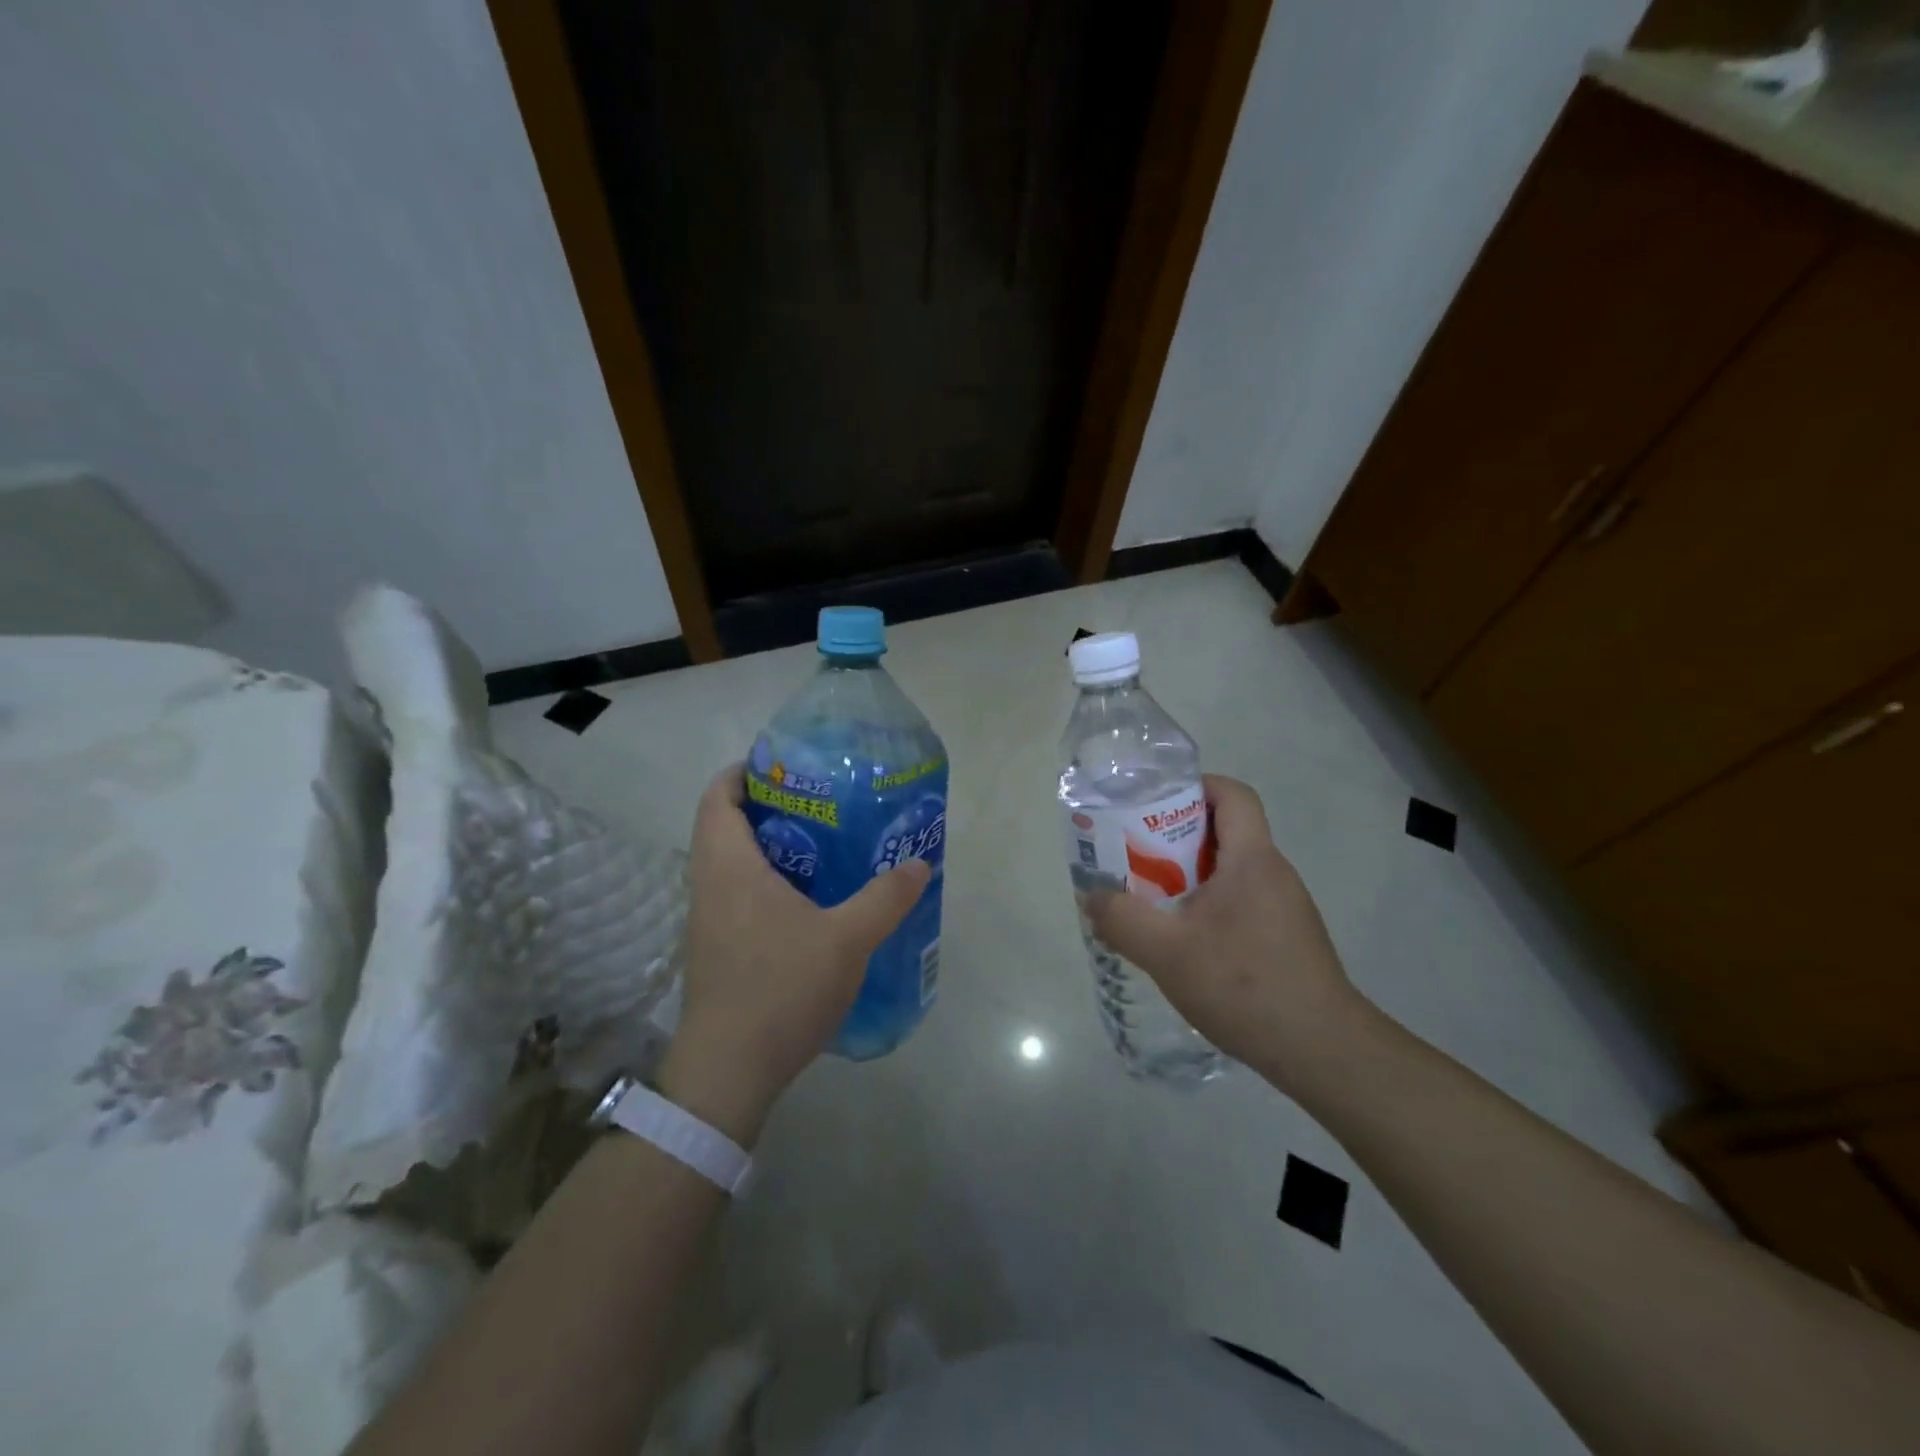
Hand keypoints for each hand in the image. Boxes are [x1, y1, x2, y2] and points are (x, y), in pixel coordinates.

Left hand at [659, 765, 931, 1144]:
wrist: (729, 1073)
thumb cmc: (780, 989)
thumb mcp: (847, 939)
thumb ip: (885, 898)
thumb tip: (920, 862)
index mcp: (729, 867)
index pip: (718, 797)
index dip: (744, 772)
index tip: (786, 766)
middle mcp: (710, 885)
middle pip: (727, 826)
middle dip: (769, 808)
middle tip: (822, 804)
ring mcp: (709, 921)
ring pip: (733, 863)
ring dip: (771, 848)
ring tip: (825, 846)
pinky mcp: (718, 950)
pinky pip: (738, 895)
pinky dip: (769, 882)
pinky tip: (812, 903)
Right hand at [1087, 775, 1362, 1085]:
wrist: (1322, 1052)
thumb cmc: (1245, 986)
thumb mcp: (1167, 952)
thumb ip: (1122, 920)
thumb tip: (1092, 897)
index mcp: (1252, 860)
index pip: (1232, 794)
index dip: (1194, 787)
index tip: (1153, 806)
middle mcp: (1274, 873)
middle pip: (1225, 831)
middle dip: (1175, 837)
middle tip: (1136, 858)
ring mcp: (1285, 908)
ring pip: (1230, 871)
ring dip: (1189, 877)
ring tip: (1152, 903)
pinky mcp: (1286, 939)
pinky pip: (1240, 902)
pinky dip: (1208, 907)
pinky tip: (1186, 945)